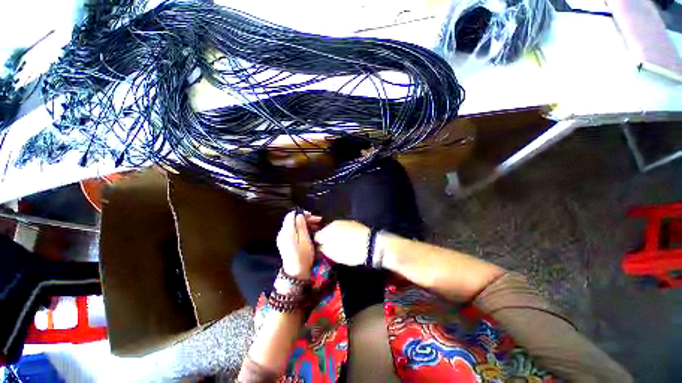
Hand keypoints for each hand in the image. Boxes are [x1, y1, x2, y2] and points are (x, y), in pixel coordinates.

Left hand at [276, 210, 321, 278]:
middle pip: (292, 220)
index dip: (302, 213)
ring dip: (305, 223)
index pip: (291, 215)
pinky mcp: (285, 242)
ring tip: (316, 226)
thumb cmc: (303, 255)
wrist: (296, 272)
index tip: (312, 216)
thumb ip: (301, 225)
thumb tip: (299, 215)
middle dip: (305, 218)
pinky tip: (310, 232)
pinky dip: (301, 229)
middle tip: (318, 221)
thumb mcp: (305, 239)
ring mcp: (283, 238)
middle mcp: (282, 233)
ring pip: (293, 225)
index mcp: (286, 231)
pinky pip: (293, 231)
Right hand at [313, 220, 370, 265]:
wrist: (371, 244)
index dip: (317, 243)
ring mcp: (343, 221)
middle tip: (330, 247)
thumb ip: (324, 249)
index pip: (316, 236)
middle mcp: (333, 223)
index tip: (320, 249)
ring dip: (335, 234)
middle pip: (325, 230)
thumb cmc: (351, 252)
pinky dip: (343, 232)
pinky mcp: (352, 222)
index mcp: (326, 231)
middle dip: (326, 238)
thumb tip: (320, 246)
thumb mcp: (334, 255)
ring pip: (335, 228)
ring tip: (340, 243)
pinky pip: (343, 227)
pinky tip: (348, 239)